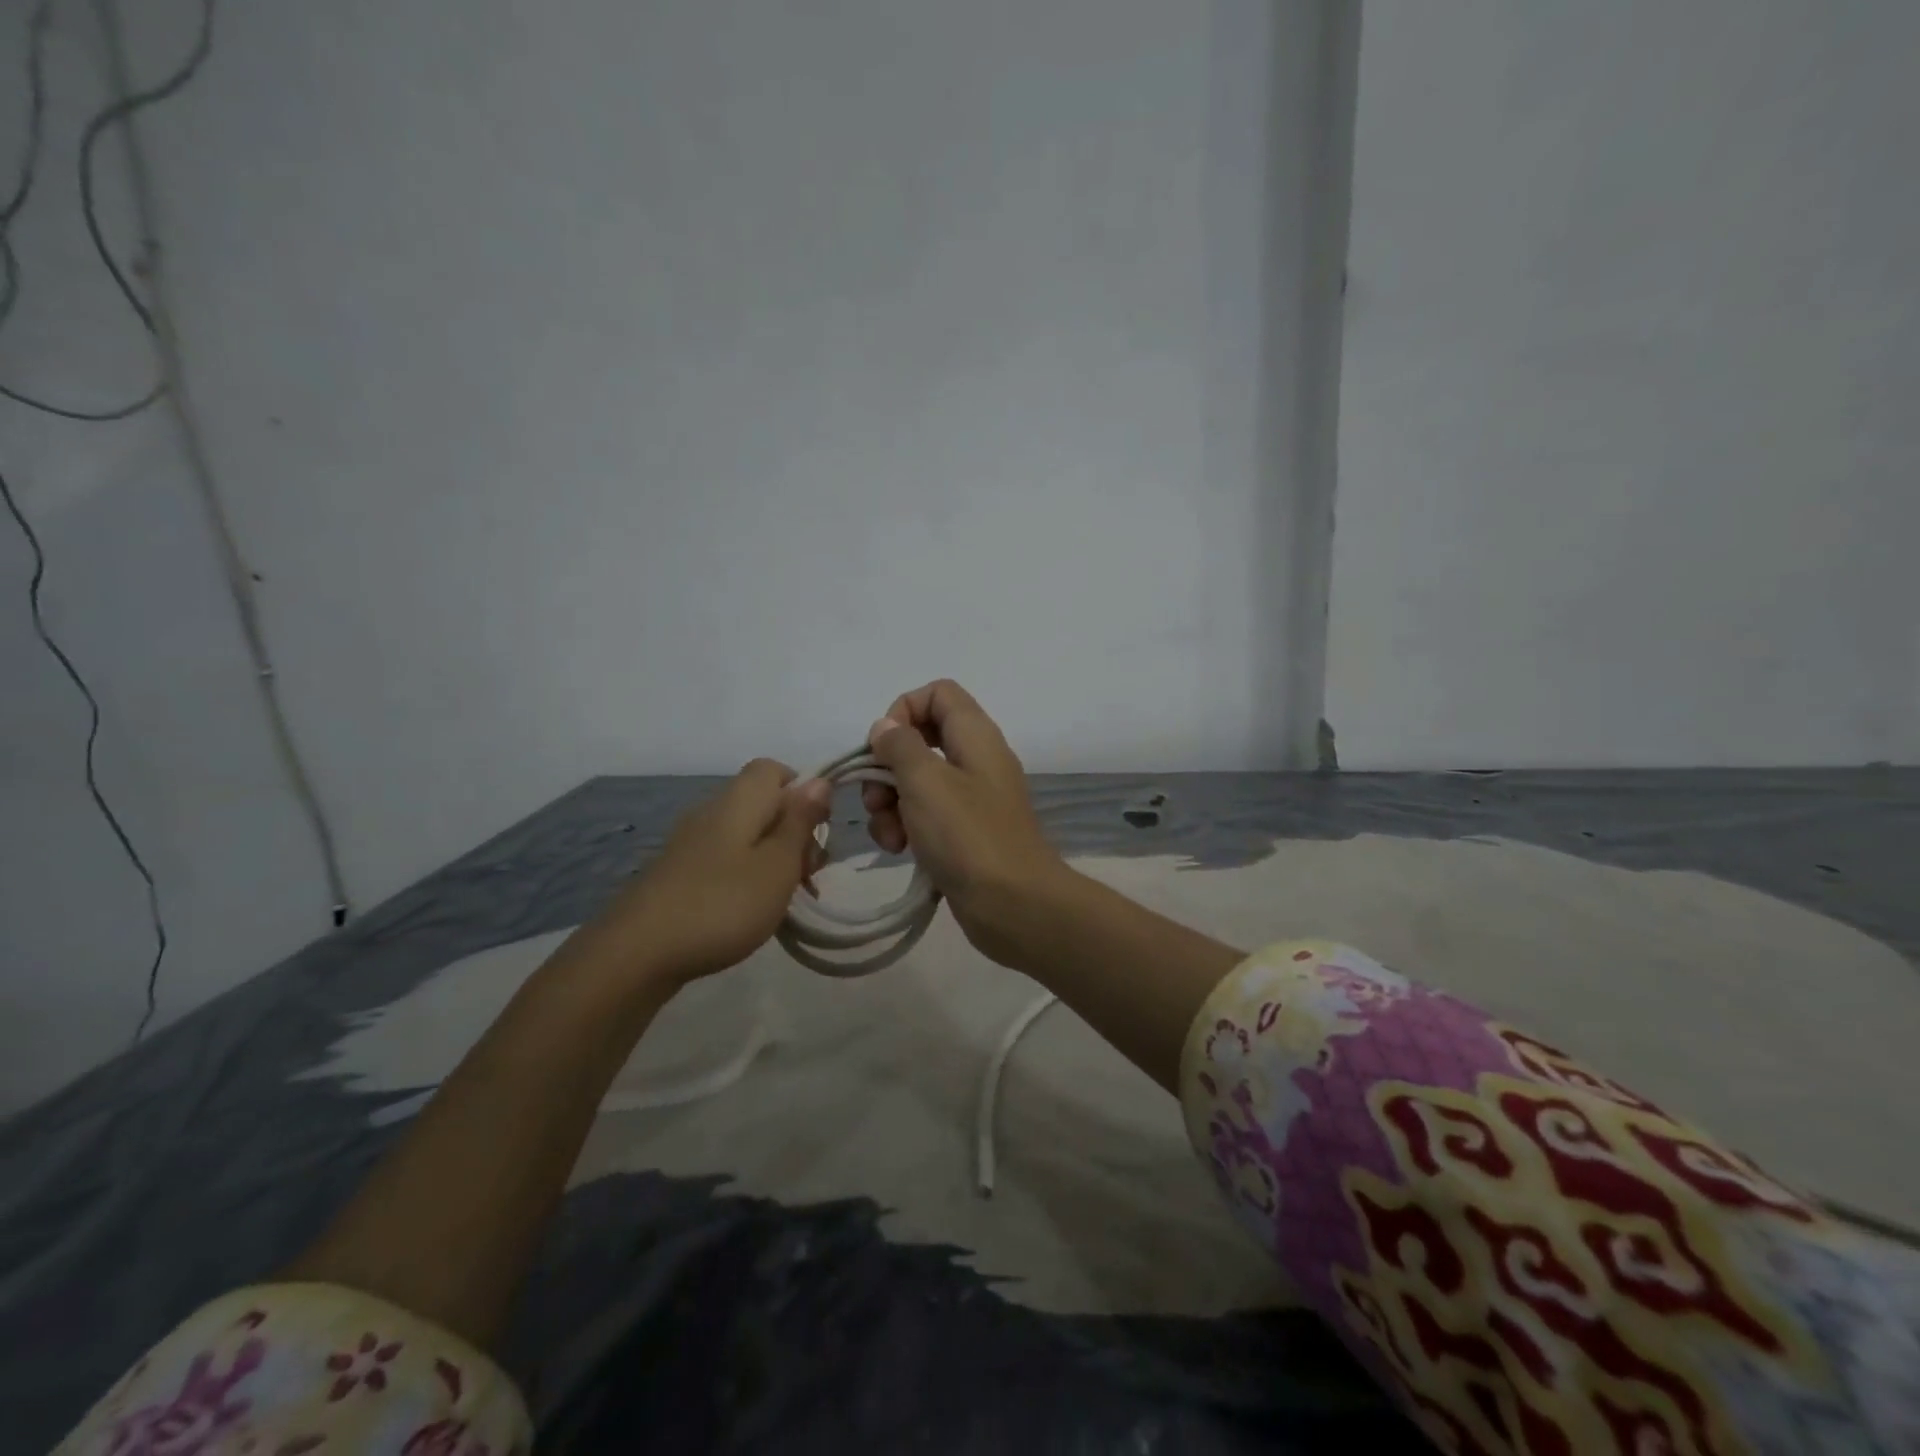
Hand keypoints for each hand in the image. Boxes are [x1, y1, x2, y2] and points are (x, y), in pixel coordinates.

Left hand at [590, 759, 830, 985]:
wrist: (637, 953)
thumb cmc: (722, 904)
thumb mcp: (778, 864)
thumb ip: (800, 821)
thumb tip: (819, 780)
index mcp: (739, 800)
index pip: (775, 769)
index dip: (804, 792)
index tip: (818, 831)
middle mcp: (713, 811)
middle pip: (764, 803)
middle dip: (794, 832)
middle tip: (808, 875)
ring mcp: (691, 842)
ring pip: (747, 834)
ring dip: (774, 859)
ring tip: (786, 899)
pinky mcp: (679, 872)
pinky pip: (726, 859)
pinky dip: (748, 876)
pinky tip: (753, 910)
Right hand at [862, 680, 1068, 965]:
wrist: (1014, 905)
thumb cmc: (968, 836)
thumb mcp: (926, 782)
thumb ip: (901, 746)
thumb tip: (886, 728)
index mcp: (976, 736)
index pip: (938, 693)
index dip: (904, 710)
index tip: (883, 747)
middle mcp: (976, 760)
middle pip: (921, 739)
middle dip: (887, 767)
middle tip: (876, 800)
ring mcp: (972, 799)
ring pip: (918, 782)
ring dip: (891, 803)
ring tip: (889, 836)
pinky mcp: (965, 833)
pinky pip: (927, 816)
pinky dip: (907, 827)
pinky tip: (900, 850)